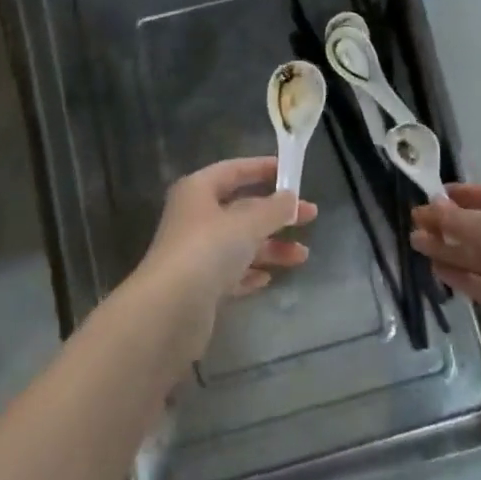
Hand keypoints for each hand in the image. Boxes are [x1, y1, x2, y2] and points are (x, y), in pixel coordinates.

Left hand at [136, 157, 317, 356]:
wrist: (169, 311)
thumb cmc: (208, 250)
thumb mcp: (247, 223)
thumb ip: (273, 209)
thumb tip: (291, 198)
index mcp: (198, 191)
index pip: (234, 170)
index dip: (262, 168)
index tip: (292, 172)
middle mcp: (195, 218)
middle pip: (241, 209)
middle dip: (275, 214)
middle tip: (311, 216)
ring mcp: (196, 253)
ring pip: (240, 243)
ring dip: (270, 247)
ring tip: (302, 256)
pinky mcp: (199, 287)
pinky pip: (231, 273)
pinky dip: (250, 272)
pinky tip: (269, 279)